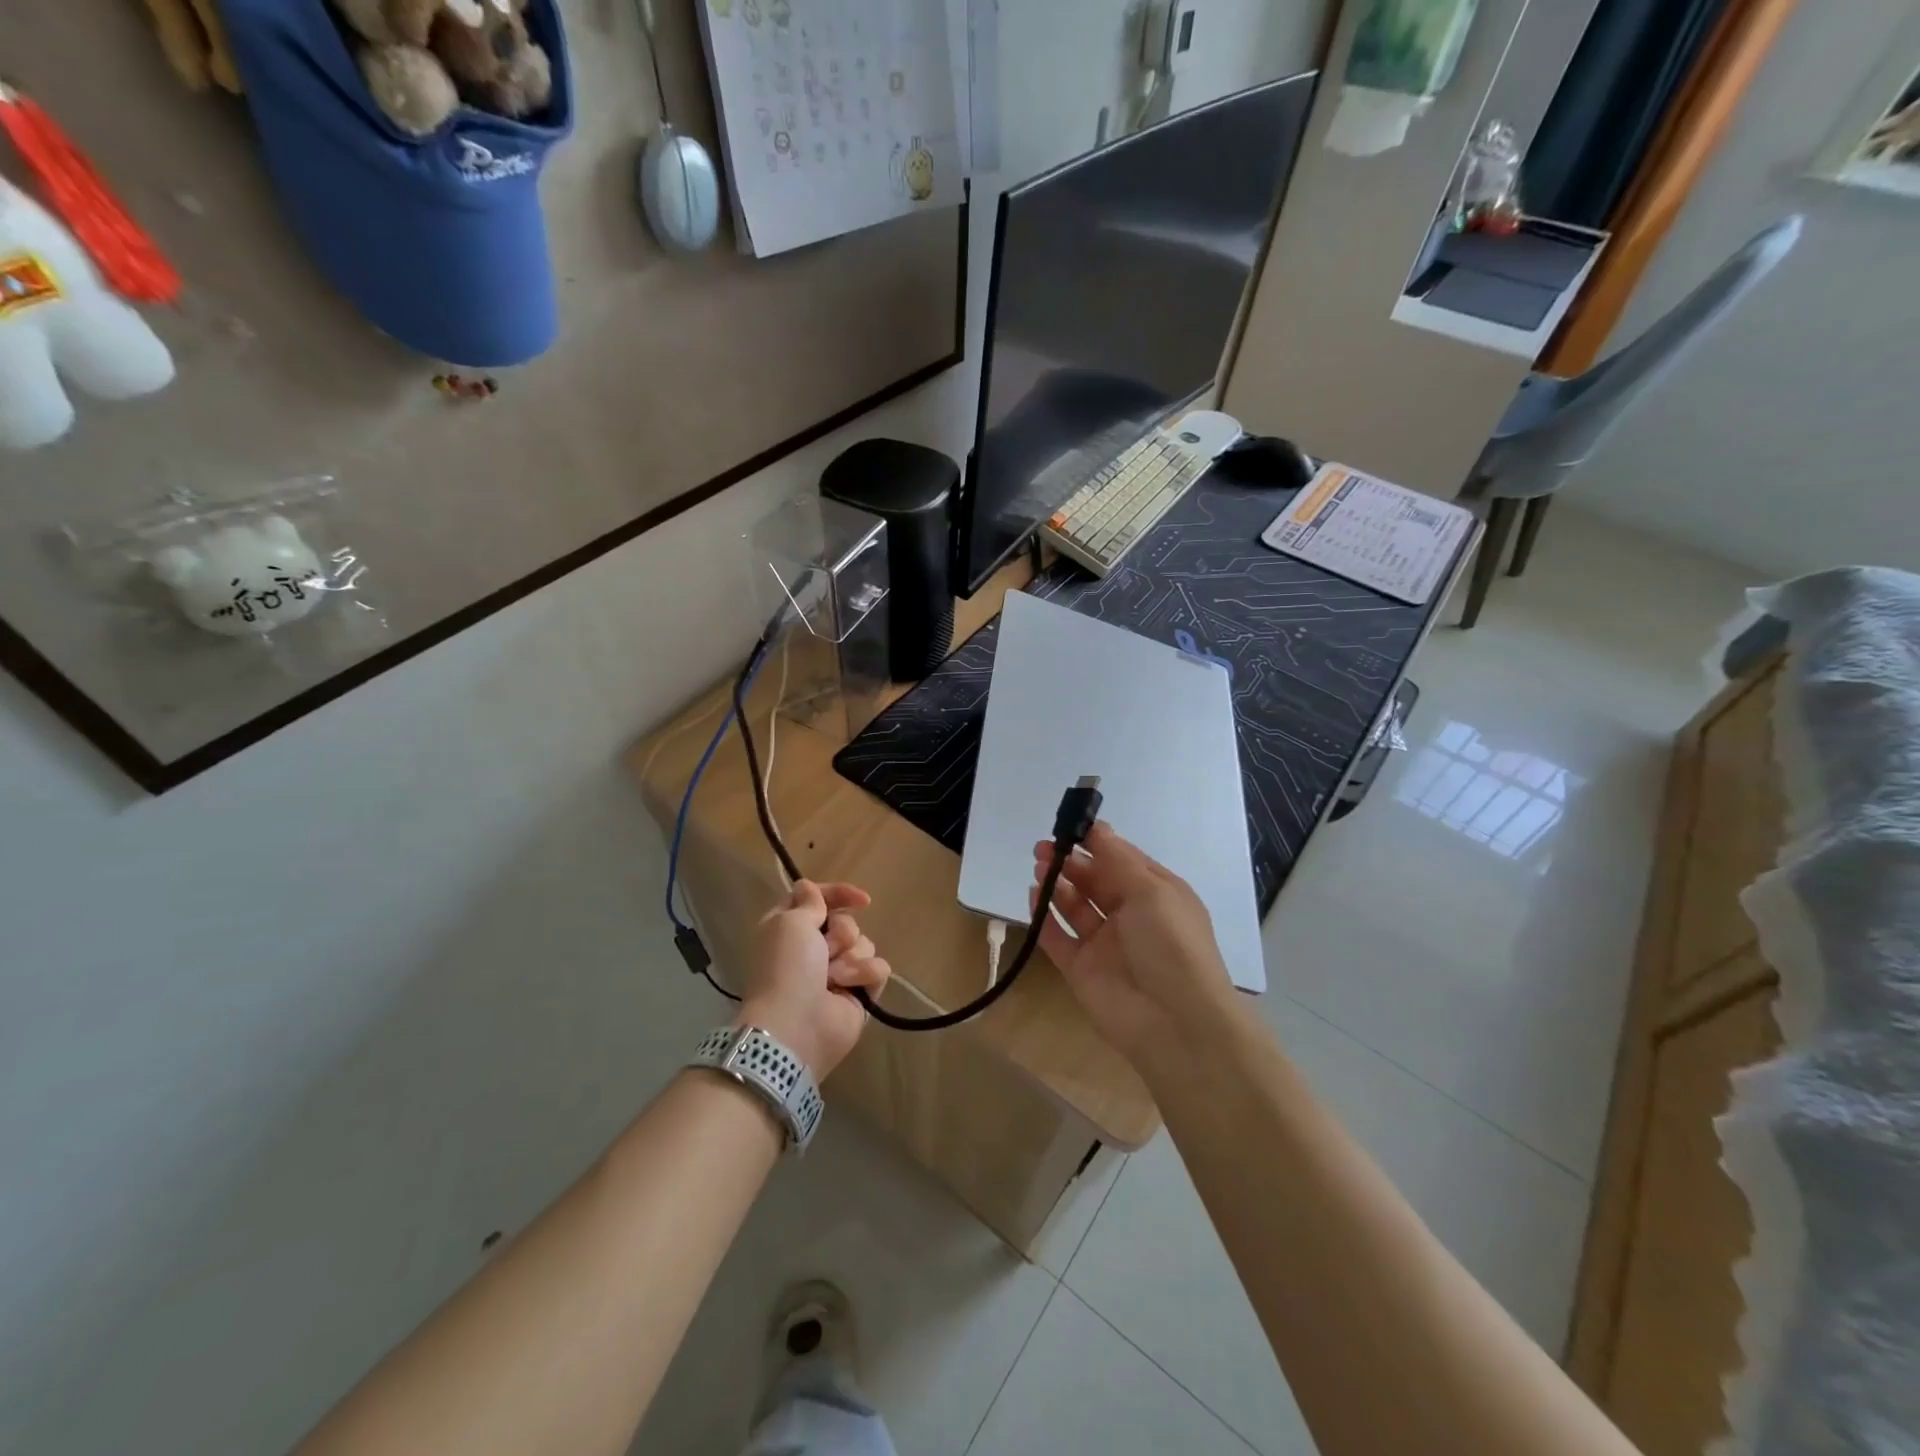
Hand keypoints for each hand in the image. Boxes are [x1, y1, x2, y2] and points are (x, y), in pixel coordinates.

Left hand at [739, 880, 890, 1079]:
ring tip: (834, 978)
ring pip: (864, 944)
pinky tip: (849, 989)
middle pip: (846, 922)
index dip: (839, 894)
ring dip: (850, 958)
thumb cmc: (787, 968)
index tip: (861, 899)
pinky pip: (878, 968)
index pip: (819, 899)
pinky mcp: (859, 993)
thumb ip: (809, 902)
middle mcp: (813, 948)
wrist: (796, 1027)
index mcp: (791, 929)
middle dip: (841, 933)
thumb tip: (808, 887)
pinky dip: (864, 976)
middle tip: (826, 951)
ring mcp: (838, 972)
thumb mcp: (790, 923)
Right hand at [1031, 823, 1240, 1062]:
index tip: (1070, 827)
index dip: (1097, 843)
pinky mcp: (1082, 969)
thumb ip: (1118, 860)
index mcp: (1157, 894)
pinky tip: (1033, 896)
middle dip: (1072, 862)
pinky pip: (1058, 938)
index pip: (1123, 860)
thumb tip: (1098, 829)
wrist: (1175, 1023)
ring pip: (1076, 907)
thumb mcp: (1152, 892)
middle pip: (1095, 881)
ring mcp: (1105, 944)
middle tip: (1043, 848)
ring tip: (1039, 867)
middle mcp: (1131, 916)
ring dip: (1058, 884)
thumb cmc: (1171, 945)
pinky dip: (1045, 918)